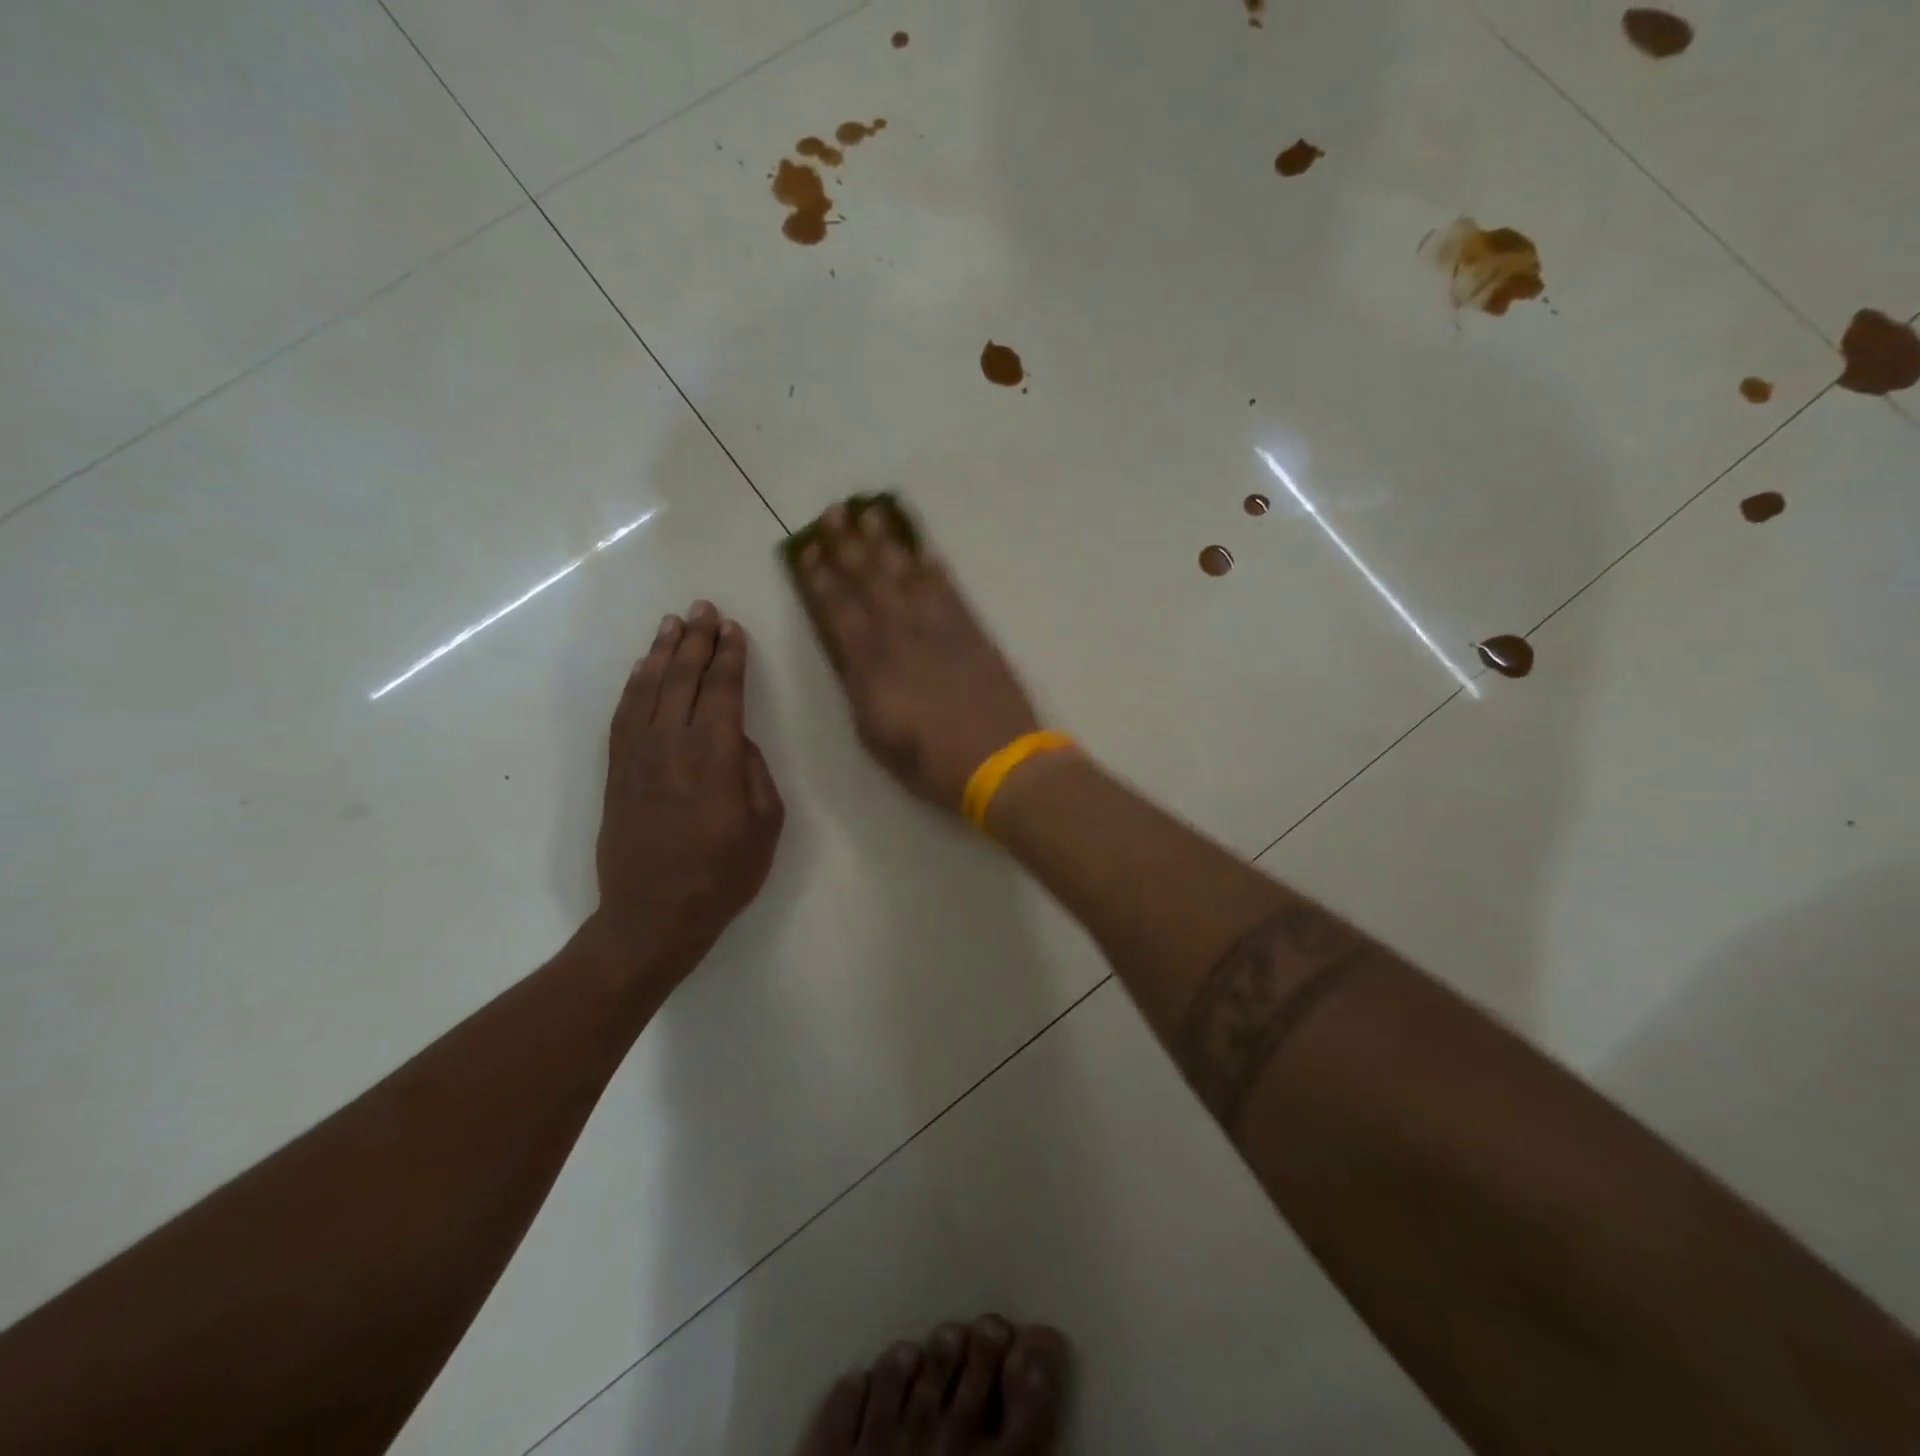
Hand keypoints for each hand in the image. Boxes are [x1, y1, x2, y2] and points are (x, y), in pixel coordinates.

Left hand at [590, 601, 784, 987]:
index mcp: (715, 758)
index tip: (732, 629)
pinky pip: (623, 715)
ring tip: (671, 624)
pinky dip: (633, 685)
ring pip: (648, 689)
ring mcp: (637, 757)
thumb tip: (737, 740)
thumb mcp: (765, 826)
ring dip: (661, 653)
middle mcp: (672, 746)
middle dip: (695, 640)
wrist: (652, 916)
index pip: (722, 691)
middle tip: (702, 608)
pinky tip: (642, 669)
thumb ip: (754, 772)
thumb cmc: (721, 875)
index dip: (729, 657)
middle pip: (683, 679)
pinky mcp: (616, 771)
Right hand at [794, 504, 1042, 811]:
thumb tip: (852, 658)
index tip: (808, 551)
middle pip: (870, 582)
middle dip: (848, 545)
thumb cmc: (930, 763)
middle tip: (834, 513)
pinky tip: (925, 550)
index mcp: (871, 666)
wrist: (999, 762)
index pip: (838, 611)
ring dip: (888, 543)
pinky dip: (936, 569)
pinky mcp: (973, 632)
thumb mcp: (876, 738)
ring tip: (872, 513)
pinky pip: (950, 591)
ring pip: (908, 576)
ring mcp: (940, 630)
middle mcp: (901, 637)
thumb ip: (860, 691)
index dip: (821, 579)